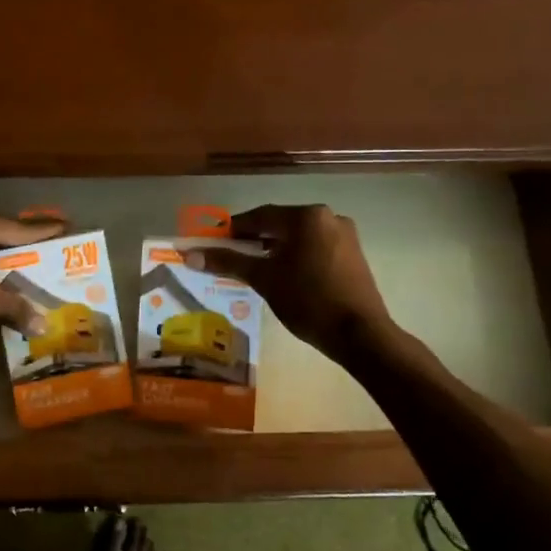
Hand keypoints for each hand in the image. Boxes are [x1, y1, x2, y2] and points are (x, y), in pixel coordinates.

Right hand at [189, 204, 417, 364]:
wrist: (360, 335)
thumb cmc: (307, 300)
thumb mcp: (263, 279)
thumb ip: (227, 261)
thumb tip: (189, 254)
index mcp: (306, 216)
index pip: (259, 216)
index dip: (232, 230)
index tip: (214, 243)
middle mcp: (327, 217)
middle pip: (280, 224)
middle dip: (254, 240)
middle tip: (232, 258)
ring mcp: (344, 236)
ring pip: (298, 237)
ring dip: (275, 248)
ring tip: (256, 269)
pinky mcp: (353, 255)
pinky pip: (315, 247)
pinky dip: (296, 256)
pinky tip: (285, 276)